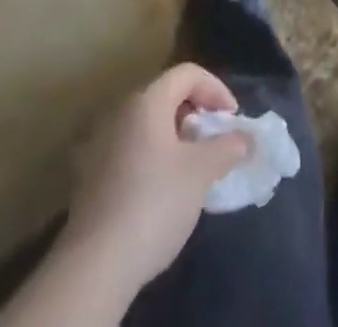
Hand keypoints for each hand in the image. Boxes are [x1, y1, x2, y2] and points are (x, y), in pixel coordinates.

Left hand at [63, 64, 251, 292]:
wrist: (95, 264)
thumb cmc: (154, 202)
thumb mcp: (201, 173)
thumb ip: (227, 147)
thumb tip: (245, 137)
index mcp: (147, 101)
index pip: (188, 73)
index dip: (215, 89)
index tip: (232, 119)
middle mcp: (122, 111)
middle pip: (167, 96)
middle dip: (197, 113)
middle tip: (215, 142)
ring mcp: (103, 143)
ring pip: (149, 125)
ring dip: (176, 138)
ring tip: (194, 168)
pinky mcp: (93, 175)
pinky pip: (133, 149)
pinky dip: (155, 156)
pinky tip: (164, 191)